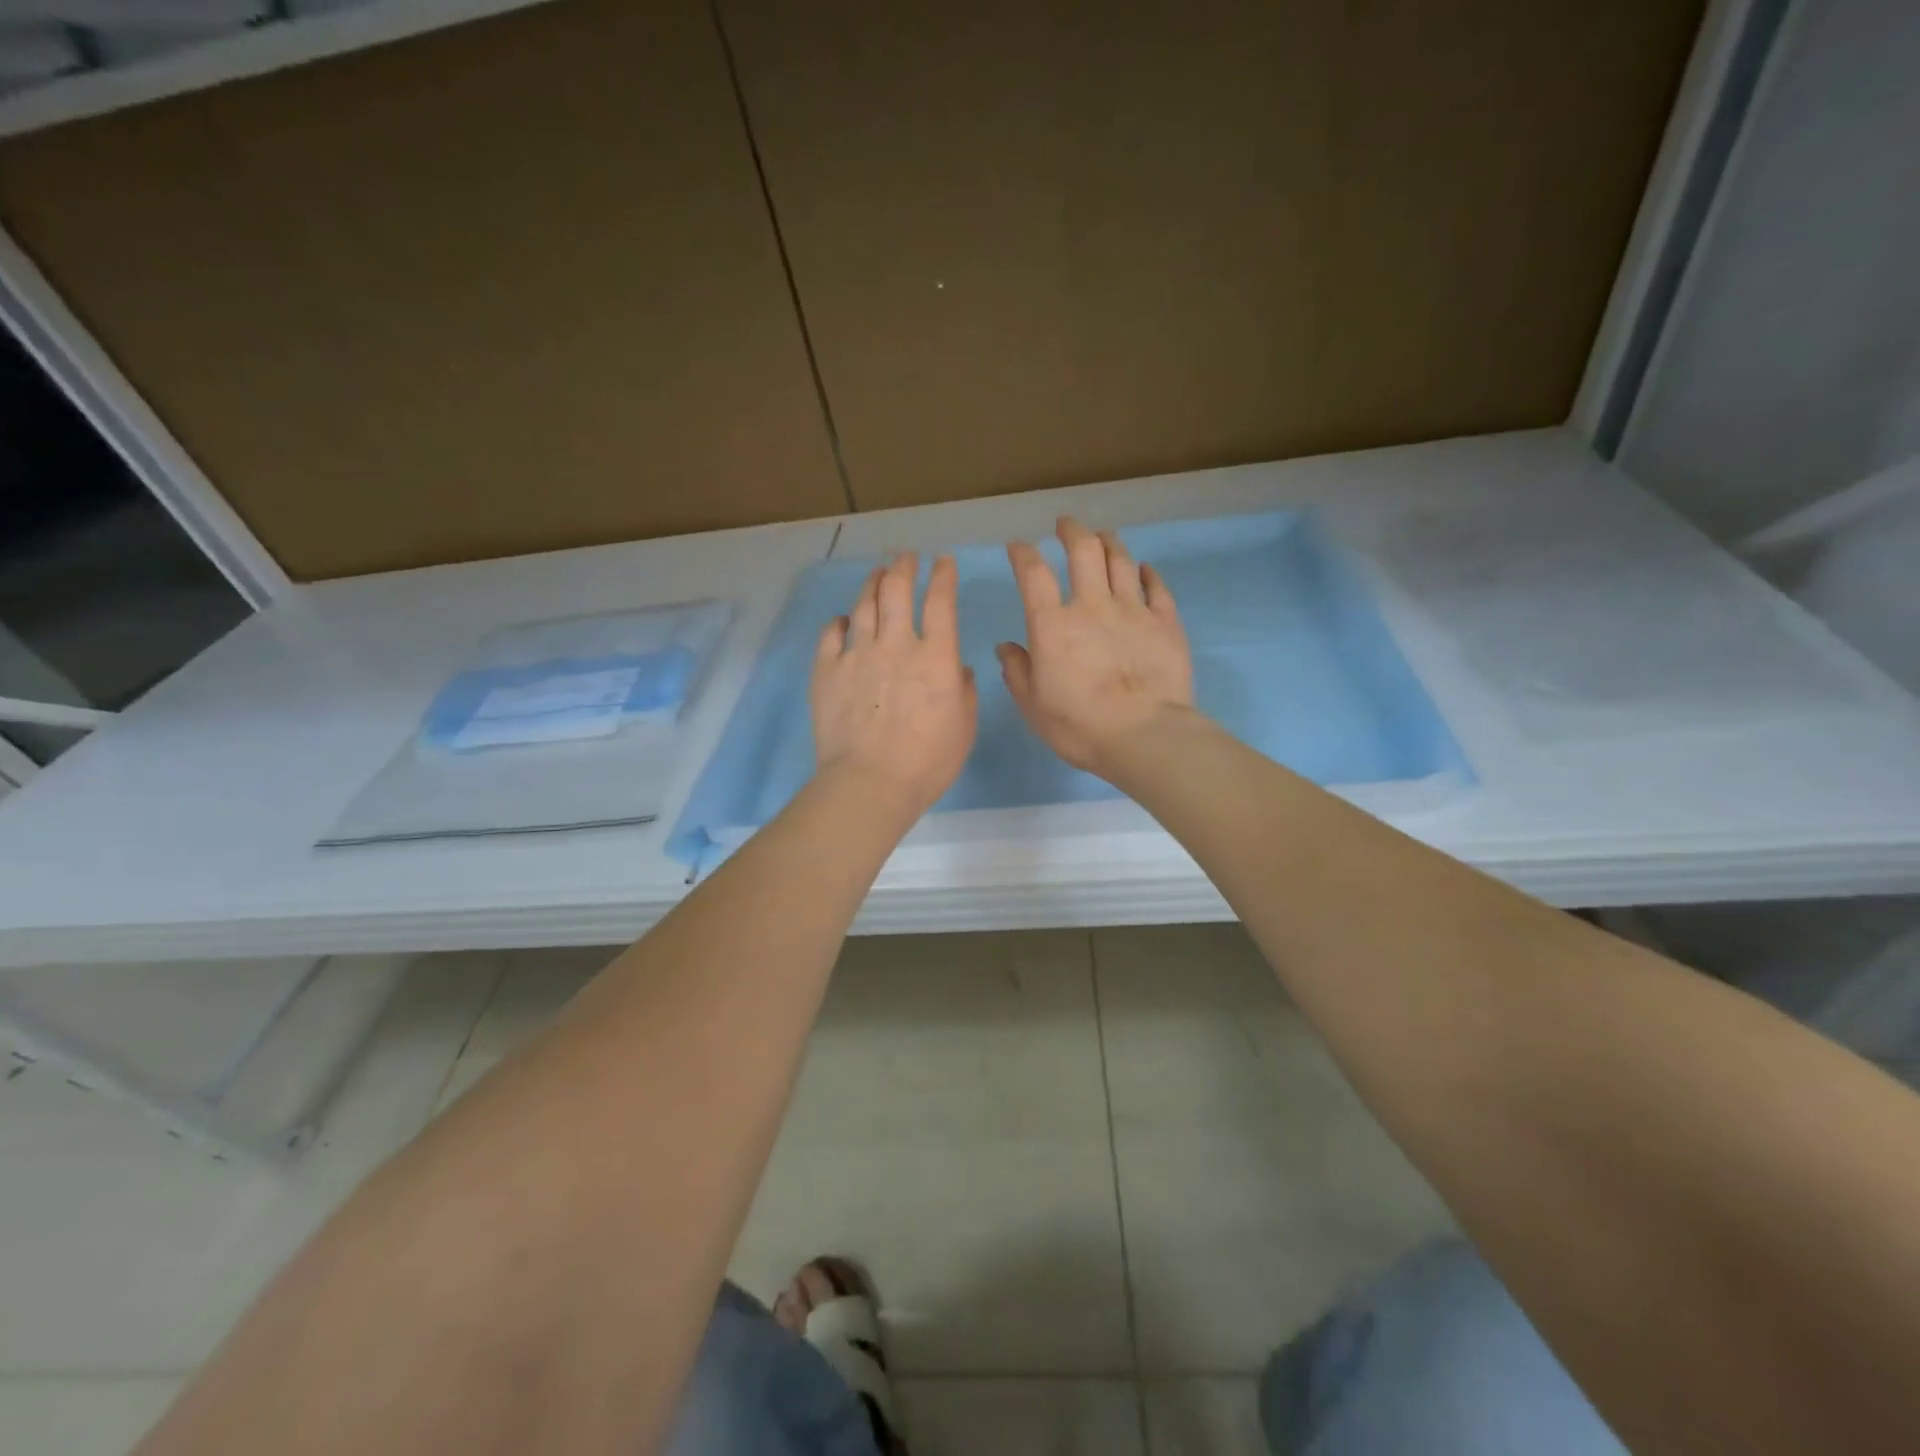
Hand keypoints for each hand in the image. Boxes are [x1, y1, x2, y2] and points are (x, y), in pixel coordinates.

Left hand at [811, 551, 977, 824]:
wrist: (869, 782)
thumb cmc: (927, 762)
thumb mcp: (964, 728)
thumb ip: (964, 691)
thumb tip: (959, 669)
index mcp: (936, 656)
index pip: (941, 601)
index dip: (943, 575)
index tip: (943, 561)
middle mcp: (896, 644)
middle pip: (897, 591)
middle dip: (904, 567)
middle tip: (906, 557)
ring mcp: (857, 654)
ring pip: (864, 605)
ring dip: (872, 583)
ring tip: (877, 573)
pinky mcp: (827, 670)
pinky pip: (831, 633)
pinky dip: (840, 621)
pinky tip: (844, 620)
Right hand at [998, 517, 1194, 777]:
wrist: (1144, 736)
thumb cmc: (1080, 726)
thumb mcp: (1033, 706)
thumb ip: (1017, 672)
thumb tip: (1006, 647)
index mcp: (1053, 625)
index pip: (1033, 574)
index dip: (1023, 554)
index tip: (1018, 546)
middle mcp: (1092, 605)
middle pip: (1083, 550)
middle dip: (1072, 530)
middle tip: (1066, 525)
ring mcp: (1133, 610)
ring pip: (1121, 560)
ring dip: (1109, 542)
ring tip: (1102, 535)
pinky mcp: (1166, 622)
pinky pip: (1157, 586)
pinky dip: (1148, 573)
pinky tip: (1144, 568)